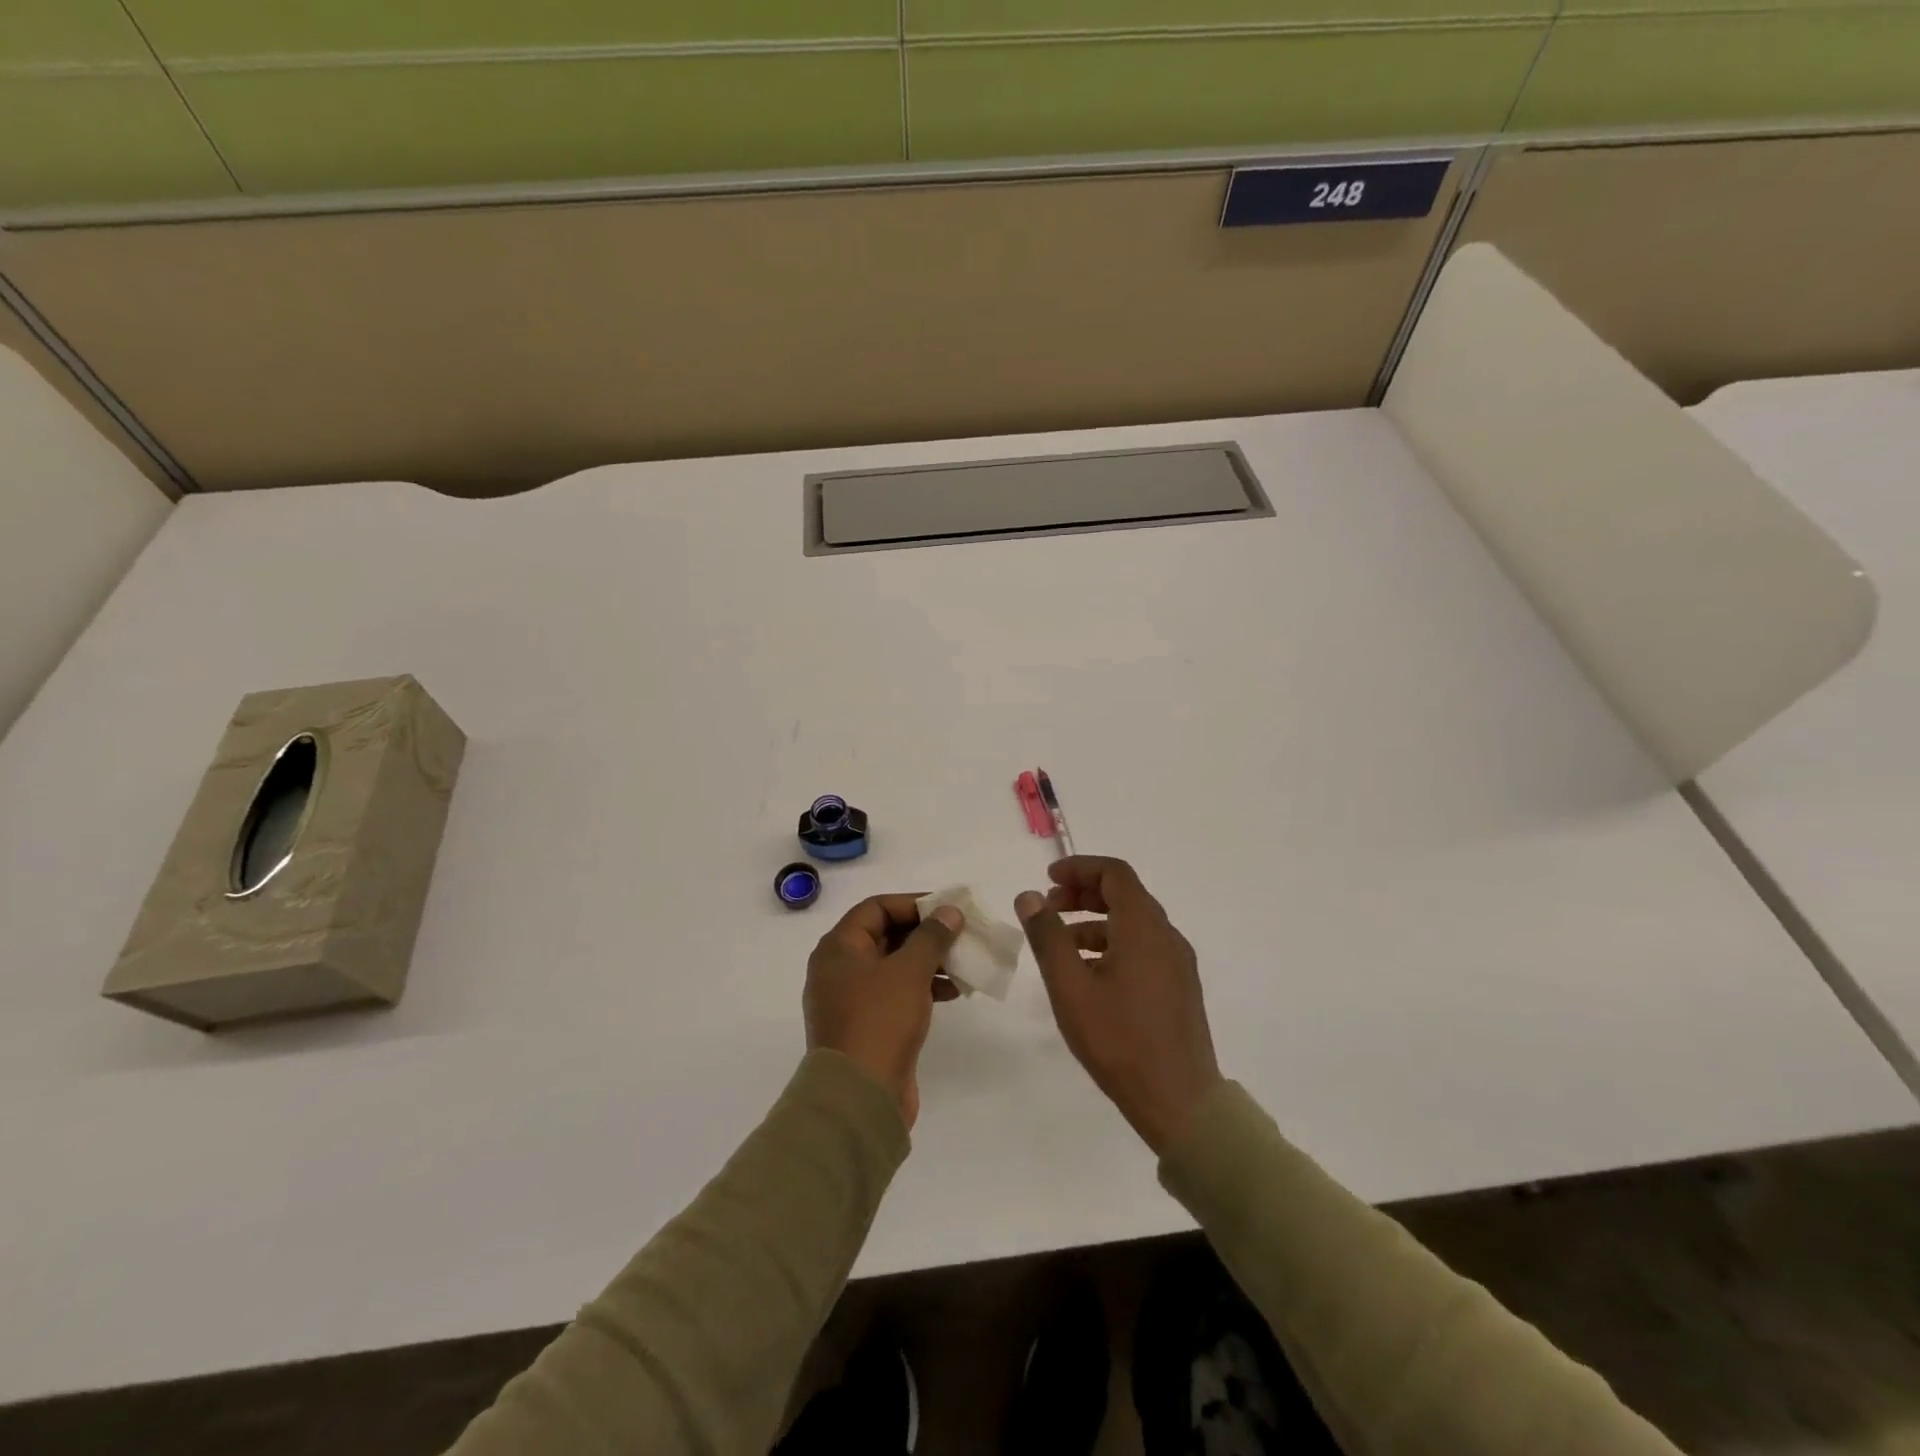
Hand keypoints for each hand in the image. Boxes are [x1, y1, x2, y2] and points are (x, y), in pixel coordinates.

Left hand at [804, 895, 963, 1128]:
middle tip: (961, 935)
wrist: (859, 1097)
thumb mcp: (909, 971)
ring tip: (963, 965)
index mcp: (838, 948)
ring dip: (929, 962)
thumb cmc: (879, 1020)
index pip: (876, 908)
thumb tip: (949, 911)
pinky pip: (896, 994)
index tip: (947, 910)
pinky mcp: (866, 1026)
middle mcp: (839, 969)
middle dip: (926, 934)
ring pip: (894, 966)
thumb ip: (931, 936)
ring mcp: (851, 1000)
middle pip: (886, 936)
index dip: (913, 903)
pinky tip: (953, 993)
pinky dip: (922, 987)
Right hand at [1016, 857, 1222, 1154]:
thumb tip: (1030, 896)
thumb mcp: (1070, 987)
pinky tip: (1089, 974)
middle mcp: (1166, 936)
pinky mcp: (1179, 987)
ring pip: (1134, 923)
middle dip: (1084, 893)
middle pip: (1125, 895)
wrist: (1180, 1102)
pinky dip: (1113, 944)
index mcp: (1143, 928)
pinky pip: (1144, 947)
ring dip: (1096, 921)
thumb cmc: (1119, 1040)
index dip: (1079, 868)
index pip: (1115, 873)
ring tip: (1061, 944)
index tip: (1048, 880)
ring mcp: (1178, 963)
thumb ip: (1048, 937)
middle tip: (1049, 908)